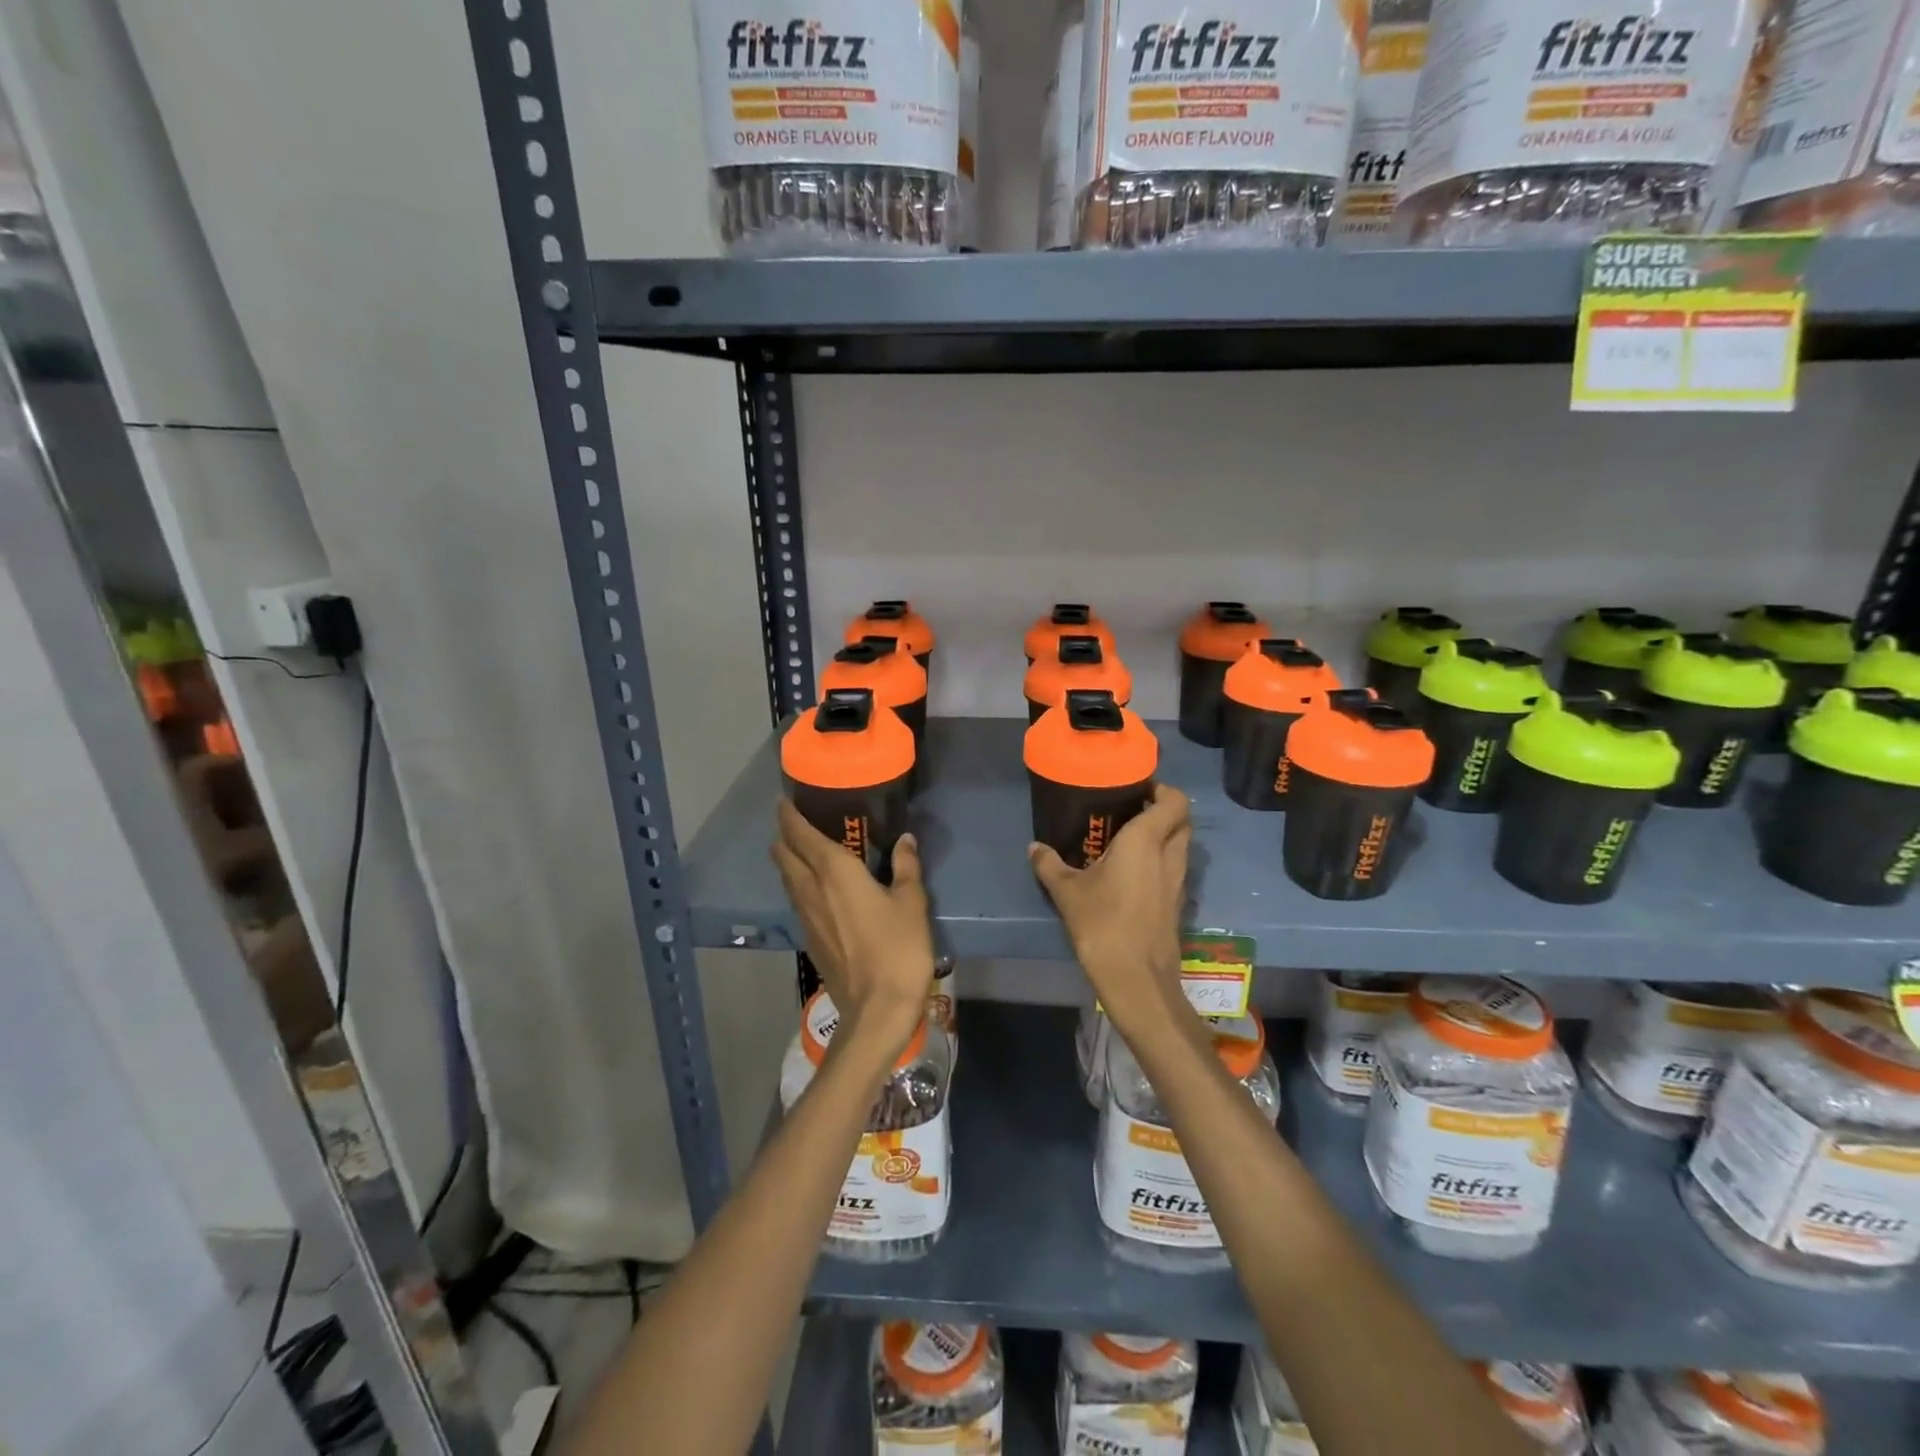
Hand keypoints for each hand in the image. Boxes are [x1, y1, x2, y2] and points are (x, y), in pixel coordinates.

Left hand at [773, 799, 934, 1058]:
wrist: (876, 1010)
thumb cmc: (898, 949)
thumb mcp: (911, 903)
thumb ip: (906, 867)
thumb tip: (905, 840)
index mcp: (834, 872)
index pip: (800, 835)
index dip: (789, 816)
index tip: (785, 800)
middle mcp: (811, 890)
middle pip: (784, 855)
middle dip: (785, 836)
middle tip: (799, 822)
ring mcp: (806, 917)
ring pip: (787, 879)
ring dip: (790, 860)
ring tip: (805, 849)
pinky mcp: (809, 939)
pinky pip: (797, 900)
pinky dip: (800, 884)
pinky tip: (818, 889)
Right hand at [1029, 785, 1191, 1035]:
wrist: (1136, 979)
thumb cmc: (1102, 924)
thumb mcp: (1067, 891)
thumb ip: (1050, 865)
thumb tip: (1034, 847)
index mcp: (1146, 840)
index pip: (1174, 800)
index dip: (1162, 789)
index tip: (1138, 789)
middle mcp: (1169, 855)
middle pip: (1181, 821)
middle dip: (1163, 811)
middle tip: (1132, 811)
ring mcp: (1178, 881)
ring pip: (1181, 846)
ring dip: (1164, 837)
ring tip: (1130, 839)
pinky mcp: (1177, 904)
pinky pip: (1175, 869)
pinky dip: (1162, 862)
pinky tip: (1134, 873)